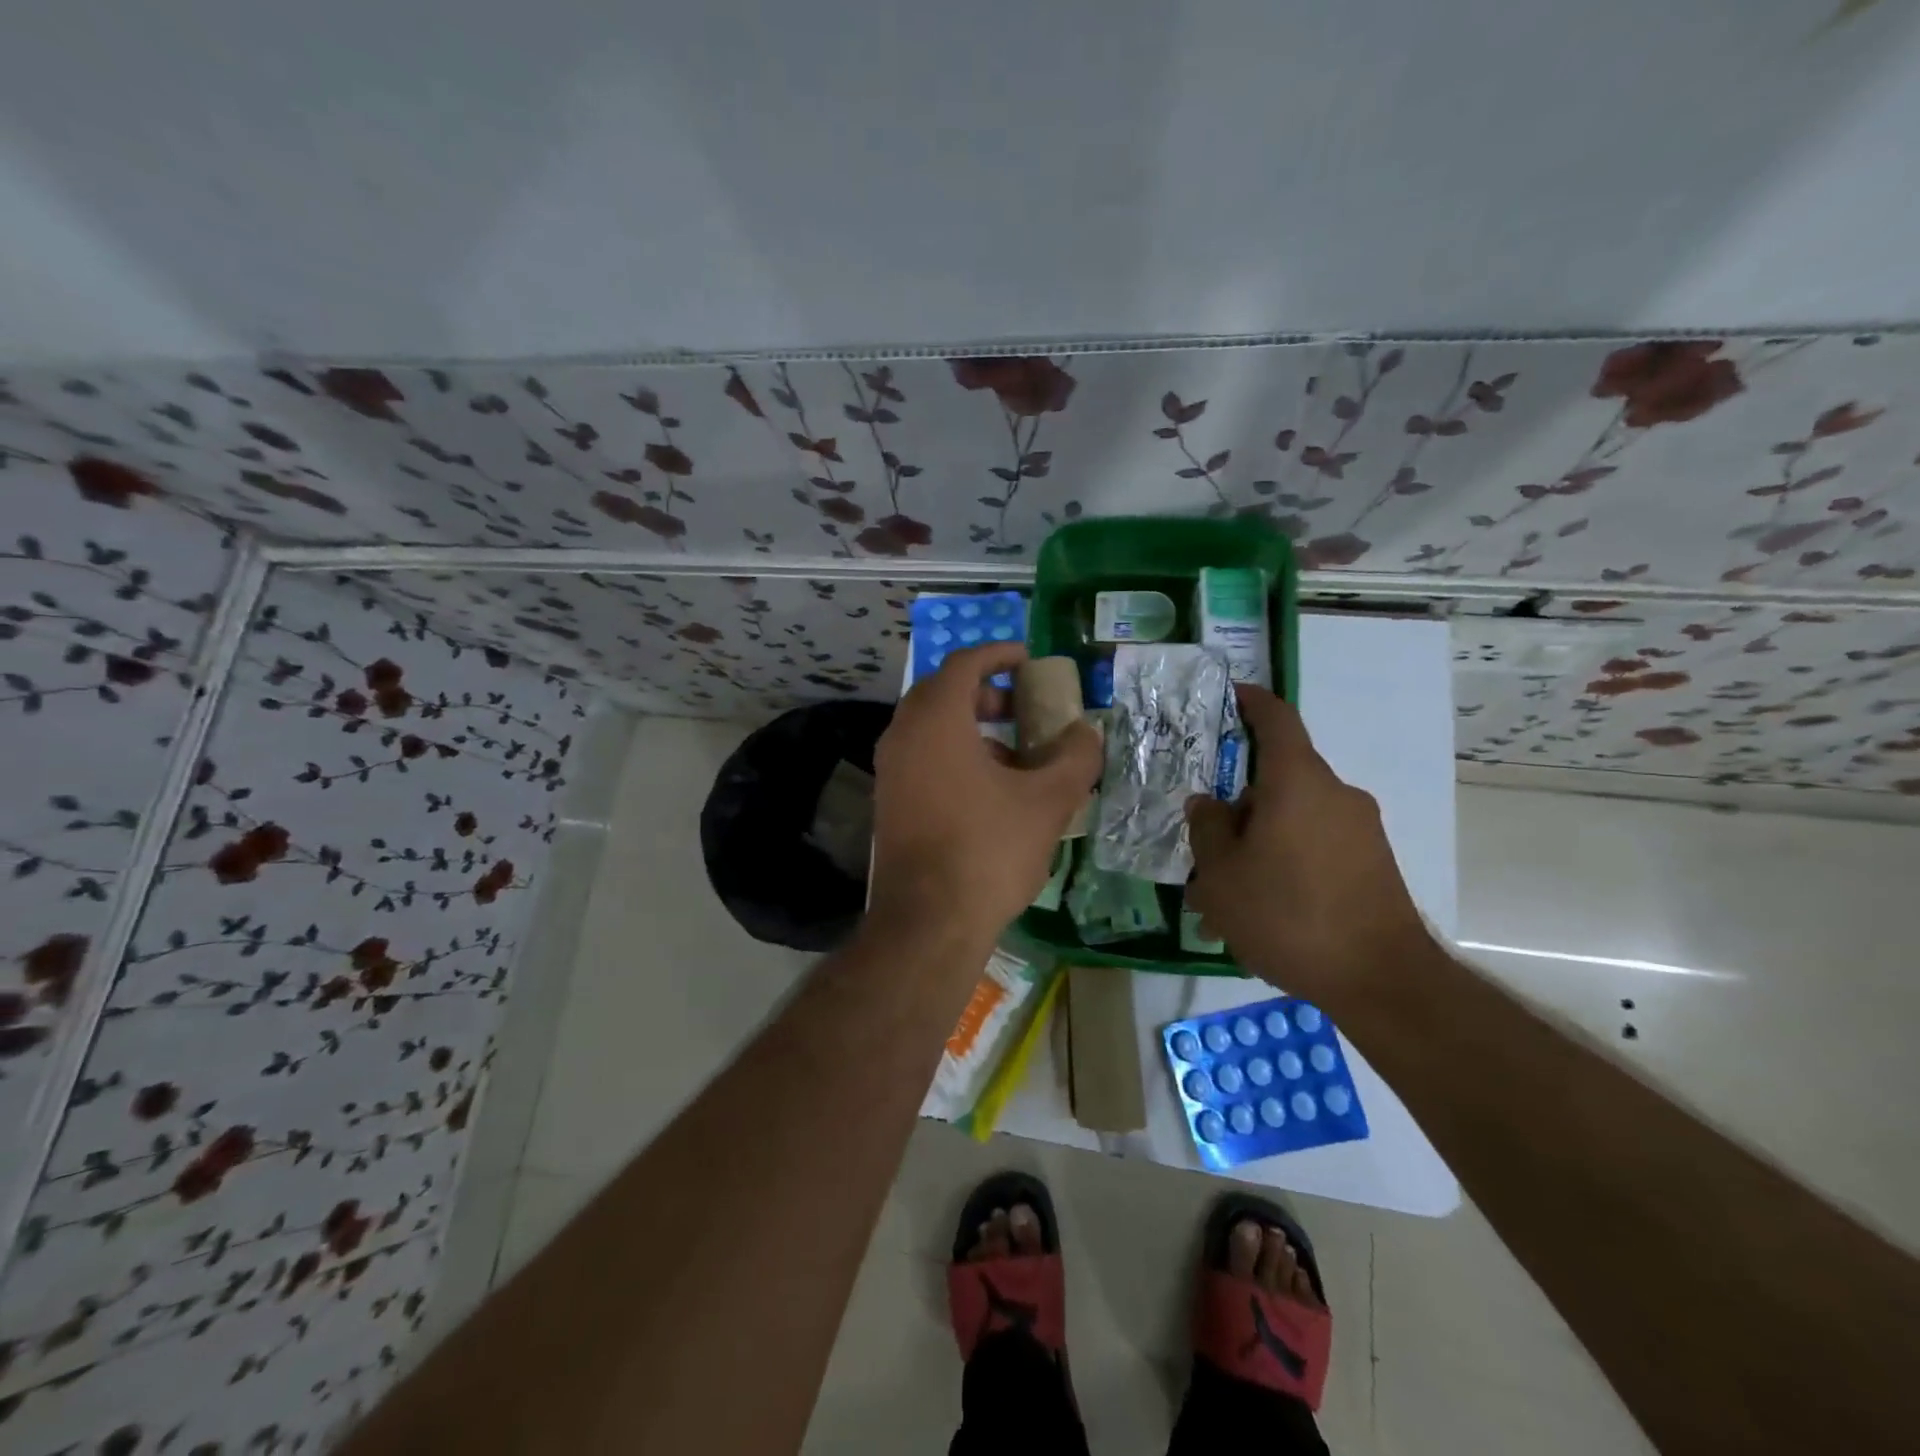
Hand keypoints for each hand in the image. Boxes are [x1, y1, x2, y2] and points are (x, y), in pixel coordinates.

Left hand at [869, 643, 1101, 947]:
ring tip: (1015, 755)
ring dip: (971, 728)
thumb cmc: (988, 849)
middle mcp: (903, 736)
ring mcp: (890, 771)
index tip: (1027, 658)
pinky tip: (989, 792)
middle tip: (1022, 707)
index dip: (998, 654)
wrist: (928, 922)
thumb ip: (1075, 757)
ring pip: (931, 729)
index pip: (964, 664)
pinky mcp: (888, 802)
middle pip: (942, 693)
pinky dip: (954, 756)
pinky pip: (921, 758)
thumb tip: (1087, 733)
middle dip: (985, 693)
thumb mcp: (1047, 801)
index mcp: (936, 720)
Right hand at [1185, 686, 1434, 1007]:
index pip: (1277, 720)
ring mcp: (1360, 830)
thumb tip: (1208, 803)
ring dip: (1257, 848)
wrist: (1381, 979)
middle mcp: (1335, 795)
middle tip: (1204, 856)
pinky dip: (1285, 866)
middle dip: (1237, 813)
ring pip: (1292, 823)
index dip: (1253, 702)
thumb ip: (1207, 829)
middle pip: (1276, 783)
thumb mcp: (1222, 875)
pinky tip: (1263, 915)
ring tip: (1226, 902)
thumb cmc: (1288, 915)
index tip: (1232, 695)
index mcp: (1297, 783)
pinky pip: (1316, 849)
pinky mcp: (1373, 864)